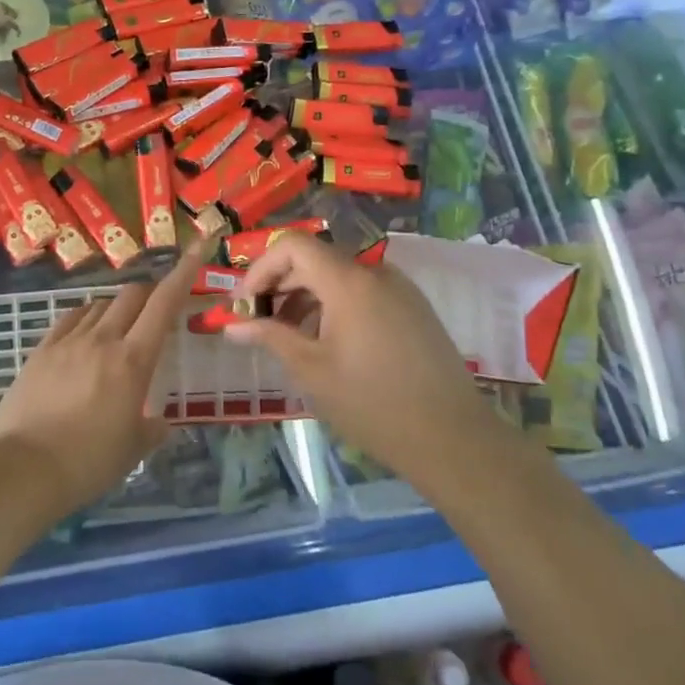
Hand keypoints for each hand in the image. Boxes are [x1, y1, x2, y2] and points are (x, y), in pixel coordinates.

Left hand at [0, 239, 211, 512]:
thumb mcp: (132, 449)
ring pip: (99, 305)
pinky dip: (85, 318)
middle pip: (131, 295)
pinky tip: (84, 334)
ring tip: (117, 331)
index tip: (198, 247)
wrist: (24, 469)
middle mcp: (102, 339)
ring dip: (116, 309)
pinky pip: (69, 319)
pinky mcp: (41, 350)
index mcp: (133, 360)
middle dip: (148, 294)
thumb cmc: (89, 462)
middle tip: (155, 311)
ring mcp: (68, 341)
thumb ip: (152, 429)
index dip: (184, 272)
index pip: (164, 304)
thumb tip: (161, 423)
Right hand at [223, 233, 489, 480]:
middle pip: (316, 259)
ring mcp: (400, 289)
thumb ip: (270, 337)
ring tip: (290, 338)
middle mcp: (376, 273)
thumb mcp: (312, 371)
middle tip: (259, 322)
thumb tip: (231, 324)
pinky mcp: (414, 308)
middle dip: (281, 285)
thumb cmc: (373, 404)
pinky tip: (328, 343)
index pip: (294, 245)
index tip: (246, 304)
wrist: (453, 439)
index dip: (262, 267)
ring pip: (340, 276)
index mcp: (349, 282)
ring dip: (307, 297)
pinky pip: (364, 292)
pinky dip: (336, 306)